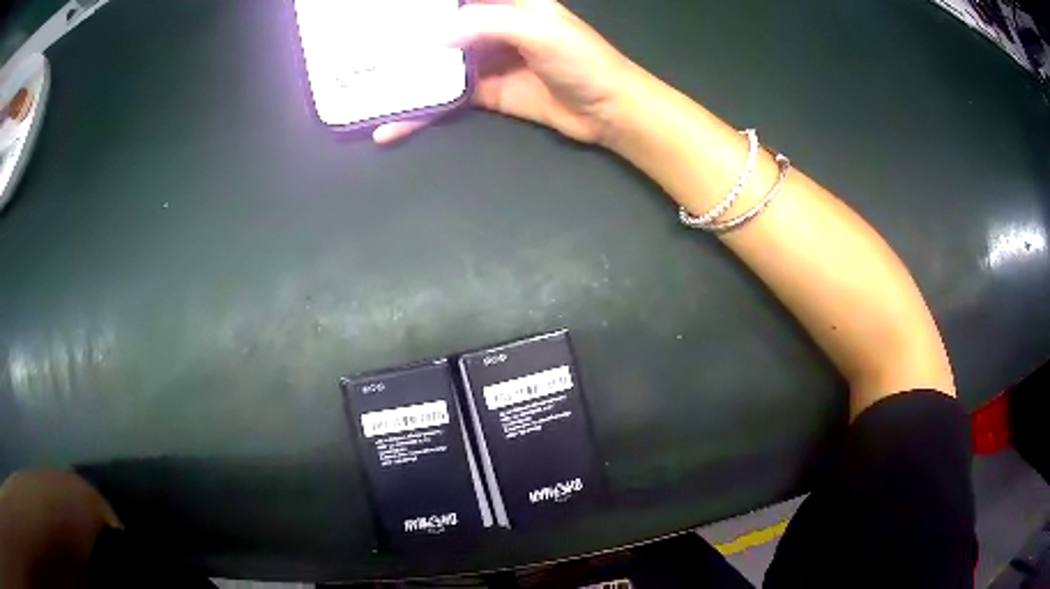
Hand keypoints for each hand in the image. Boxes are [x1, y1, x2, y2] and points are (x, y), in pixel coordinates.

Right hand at [373, 0, 639, 144]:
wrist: (607, 110)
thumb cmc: (582, 60)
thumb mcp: (537, 30)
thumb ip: (486, 25)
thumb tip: (431, 38)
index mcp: (505, 3)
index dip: (422, 6)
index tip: (386, 11)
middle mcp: (490, 26)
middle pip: (438, 28)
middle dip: (403, 38)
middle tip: (362, 50)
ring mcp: (485, 60)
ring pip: (436, 64)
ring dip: (405, 76)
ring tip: (365, 87)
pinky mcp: (485, 92)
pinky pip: (446, 99)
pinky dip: (420, 112)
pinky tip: (392, 125)